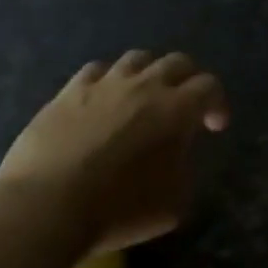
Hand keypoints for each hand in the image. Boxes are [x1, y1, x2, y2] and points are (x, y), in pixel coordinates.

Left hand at [0, 52, 228, 254]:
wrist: (49, 204)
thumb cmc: (120, 209)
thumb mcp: (174, 203)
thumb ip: (184, 169)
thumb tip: (177, 154)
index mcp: (176, 110)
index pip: (209, 87)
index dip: (217, 104)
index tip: (215, 127)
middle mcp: (143, 86)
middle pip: (176, 63)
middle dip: (189, 81)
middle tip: (186, 106)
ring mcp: (103, 84)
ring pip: (136, 59)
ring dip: (149, 74)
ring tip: (145, 97)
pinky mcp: (68, 92)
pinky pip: (96, 71)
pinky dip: (109, 80)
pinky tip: (104, 99)